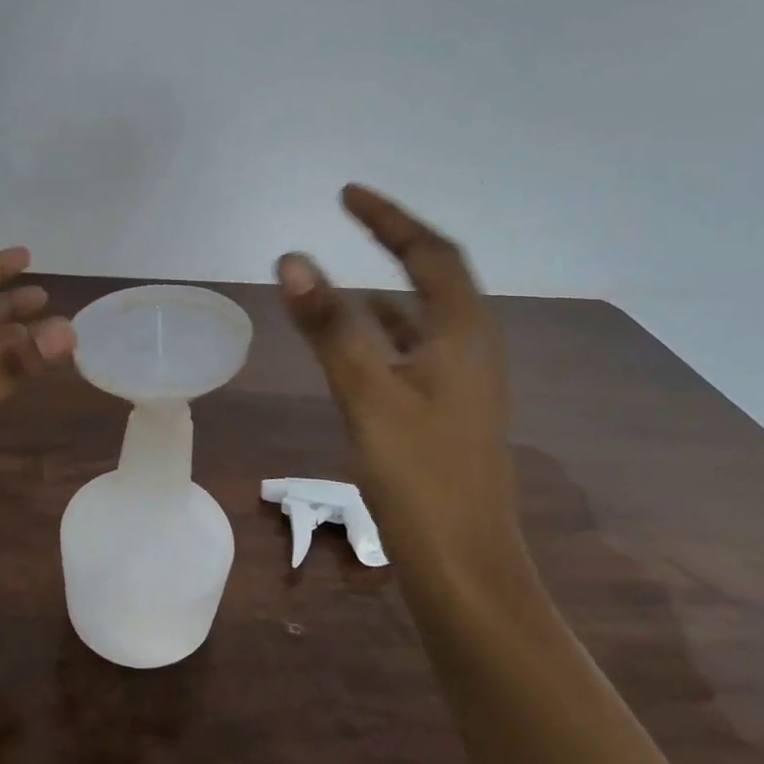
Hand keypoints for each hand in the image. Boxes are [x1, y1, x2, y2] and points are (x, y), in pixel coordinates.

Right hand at [277, 185, 525, 584]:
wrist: (465, 569)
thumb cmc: (420, 477)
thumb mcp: (367, 393)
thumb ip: (330, 325)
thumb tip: (292, 258)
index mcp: (463, 335)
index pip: (430, 254)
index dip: (390, 219)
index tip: (347, 194)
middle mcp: (471, 350)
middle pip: (435, 278)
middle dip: (394, 243)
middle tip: (351, 220)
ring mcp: (461, 384)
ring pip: (423, 317)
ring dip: (388, 288)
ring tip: (343, 276)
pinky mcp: (446, 413)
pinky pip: (413, 351)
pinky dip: (383, 331)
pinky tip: (355, 344)